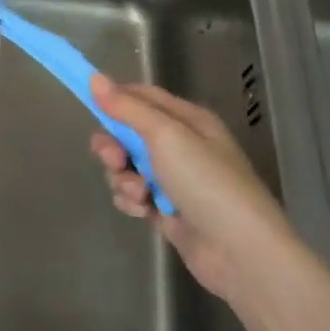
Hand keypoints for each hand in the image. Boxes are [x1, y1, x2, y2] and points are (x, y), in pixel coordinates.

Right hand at [88, 74, 292, 301]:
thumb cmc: (207, 183)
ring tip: (139, 194)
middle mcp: (180, 146)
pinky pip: (133, 194)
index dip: (115, 98)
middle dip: (113, 146)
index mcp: (187, 120)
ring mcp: (173, 180)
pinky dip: (132, 201)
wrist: (241, 252)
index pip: (142, 96)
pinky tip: (144, 212)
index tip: (88, 103)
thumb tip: (95, 78)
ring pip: (126, 166)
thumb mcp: (166, 135)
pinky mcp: (165, 209)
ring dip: (123, 178)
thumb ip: (127, 108)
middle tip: (114, 160)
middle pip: (128, 133)